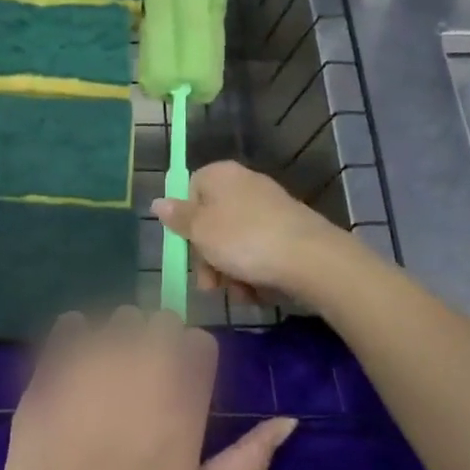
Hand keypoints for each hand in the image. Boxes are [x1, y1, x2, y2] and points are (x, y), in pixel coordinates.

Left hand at [0, 307, 295, 469]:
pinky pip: (73, 322)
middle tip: (142, 379)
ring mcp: (97, 357)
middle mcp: (144, 365)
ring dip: (119, 337)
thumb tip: (288, 421)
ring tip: (107, 375)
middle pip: (162, 320)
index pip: (200, 342)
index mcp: (183, 397)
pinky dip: (76, 336)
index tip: (179, 383)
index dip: (191, 359)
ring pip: (120, 317)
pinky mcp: (58, 358)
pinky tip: (75, 367)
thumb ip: (250, 460)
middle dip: (157, 341)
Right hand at [152, 161, 346, 302]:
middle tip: (210, 285)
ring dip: (230, 271)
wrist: (311, 258)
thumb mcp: (201, 231)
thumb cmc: (245, 240)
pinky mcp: (288, 230)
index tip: (187, 248)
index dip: (185, 222)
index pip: (190, 190)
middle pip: (212, 220)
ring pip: (235, 241)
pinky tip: (257, 291)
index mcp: (220, 175)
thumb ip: (178, 217)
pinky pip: (259, 250)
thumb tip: (157, 202)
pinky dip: (254, 271)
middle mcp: (244, 184)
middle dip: (208, 257)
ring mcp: (269, 207)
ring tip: (239, 293)